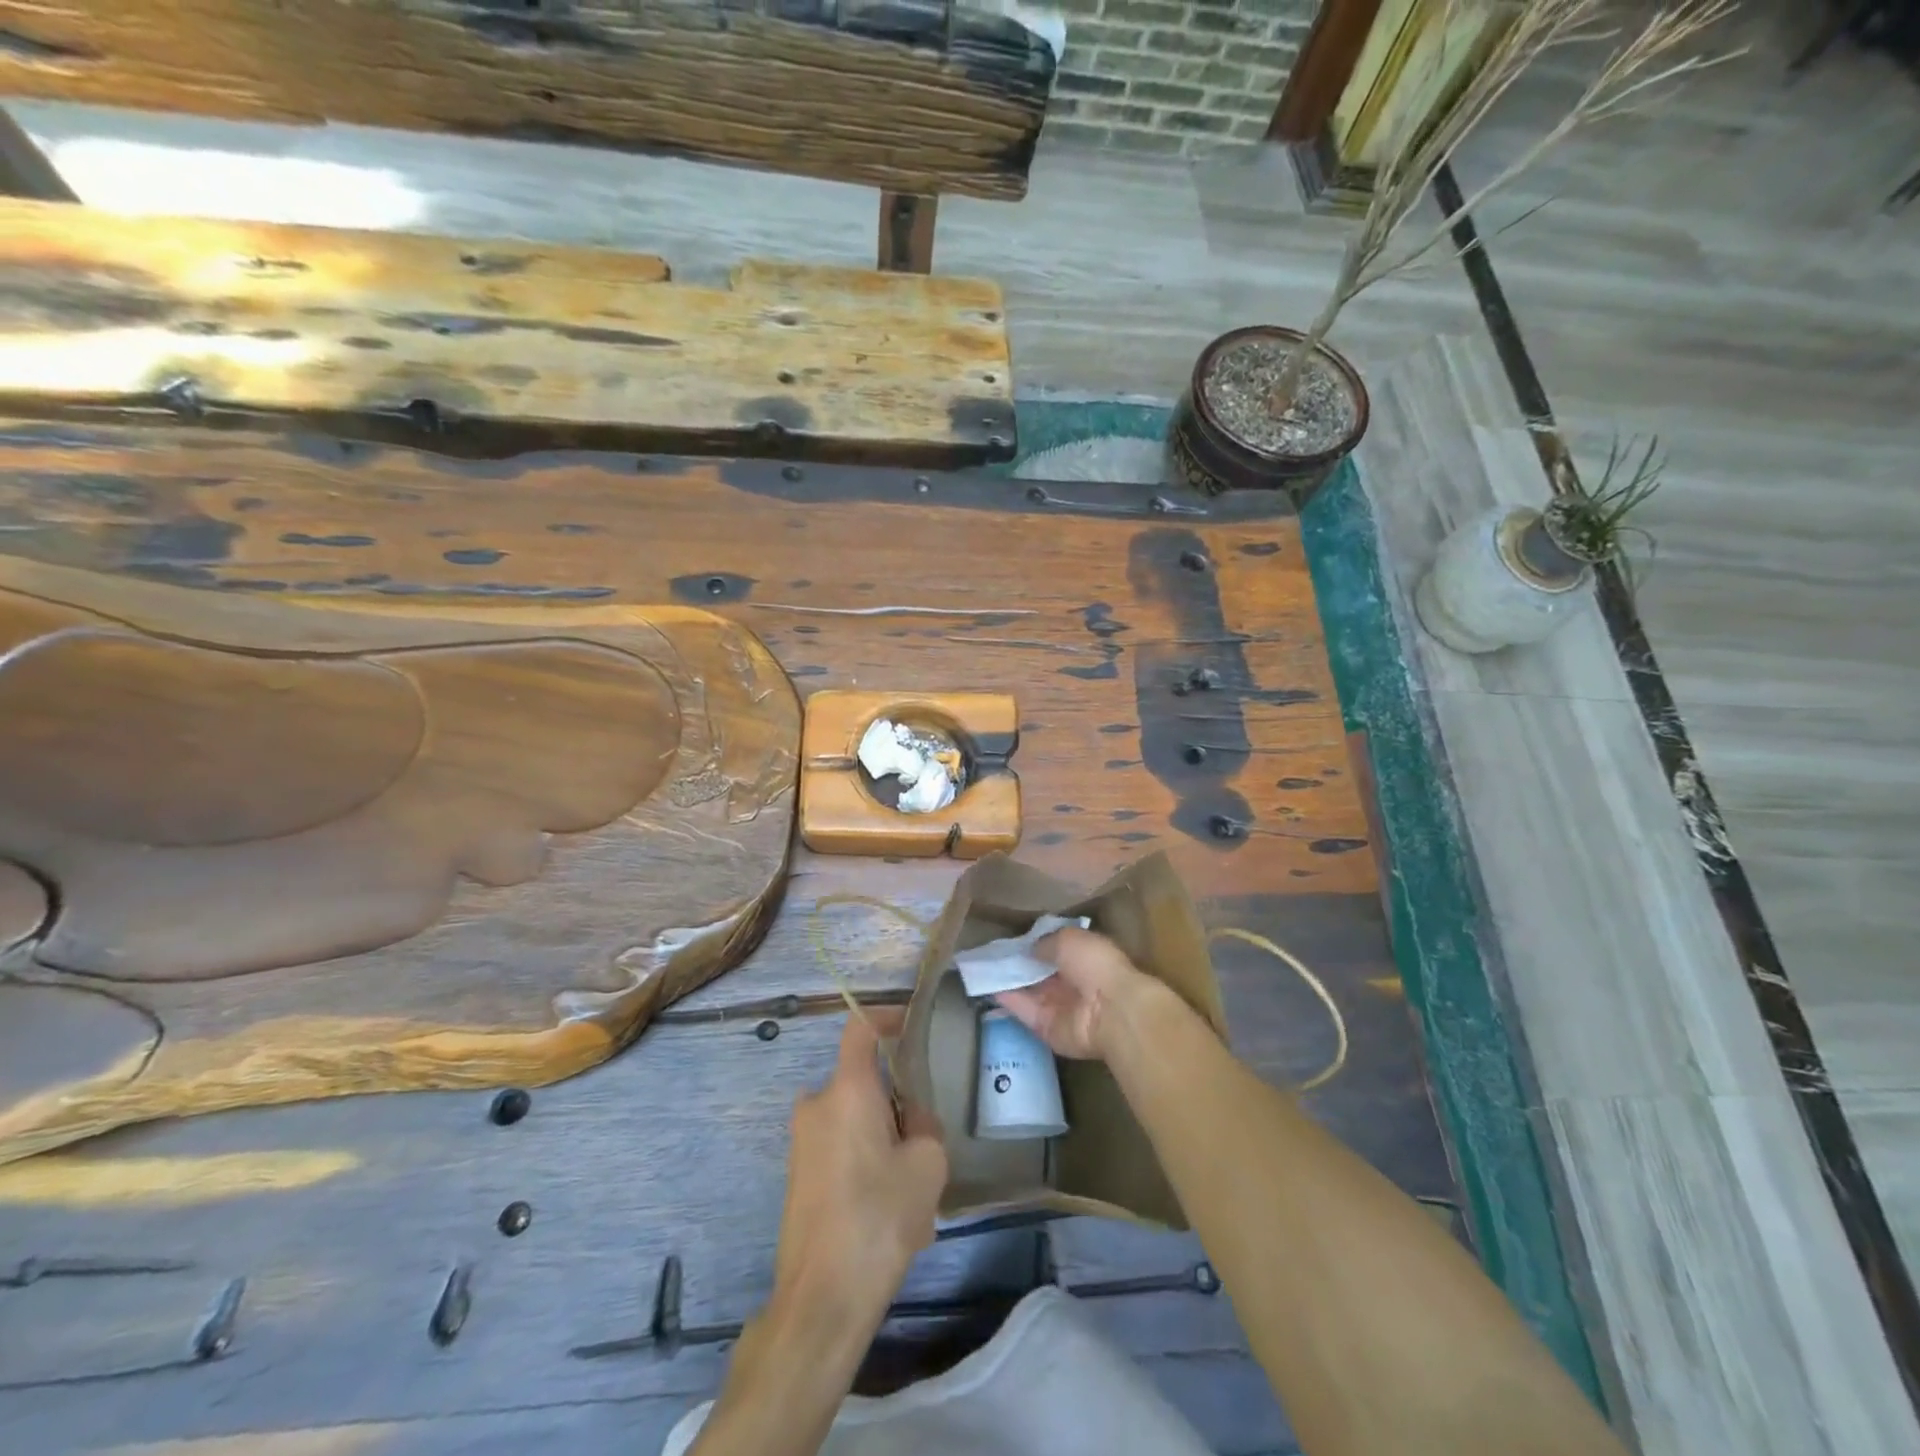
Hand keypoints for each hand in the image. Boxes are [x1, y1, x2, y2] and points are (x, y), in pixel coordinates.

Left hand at [766, 1009, 947, 1354]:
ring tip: (910, 1188)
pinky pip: (838, 1148)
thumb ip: (924, 1123)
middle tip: (924, 1139)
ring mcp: (801, 1140)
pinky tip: (885, 1210)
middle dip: (894, 1101)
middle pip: (862, 1082)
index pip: (860, 1027)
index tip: (910, 1024)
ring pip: (852, 1118)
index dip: (886, 1016)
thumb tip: (910, 1115)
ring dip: (881, 1138)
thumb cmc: (879, 1218)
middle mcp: (816, 1103)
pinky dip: (863, 1161)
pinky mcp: (796, 1174)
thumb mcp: (927, 1164)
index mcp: (847, 1089)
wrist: (821, 1298)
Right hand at [993, 926, 1156, 1059]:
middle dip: (1018, 964)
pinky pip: (1023, 1011)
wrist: (1111, 1011)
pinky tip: (986, 986)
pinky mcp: (1046, 1028)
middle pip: (1039, 973)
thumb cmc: (1096, 965)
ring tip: (980, 967)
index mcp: (1084, 958)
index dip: (1034, 946)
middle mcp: (1072, 983)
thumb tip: (1029, 949)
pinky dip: (1006, 1000)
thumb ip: (1046, 943)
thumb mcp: (1069, 939)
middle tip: (989, 953)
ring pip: (1028, 992)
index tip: (1010, 940)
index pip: (1055, 951)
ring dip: (1007, 980)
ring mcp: (1059, 1007)